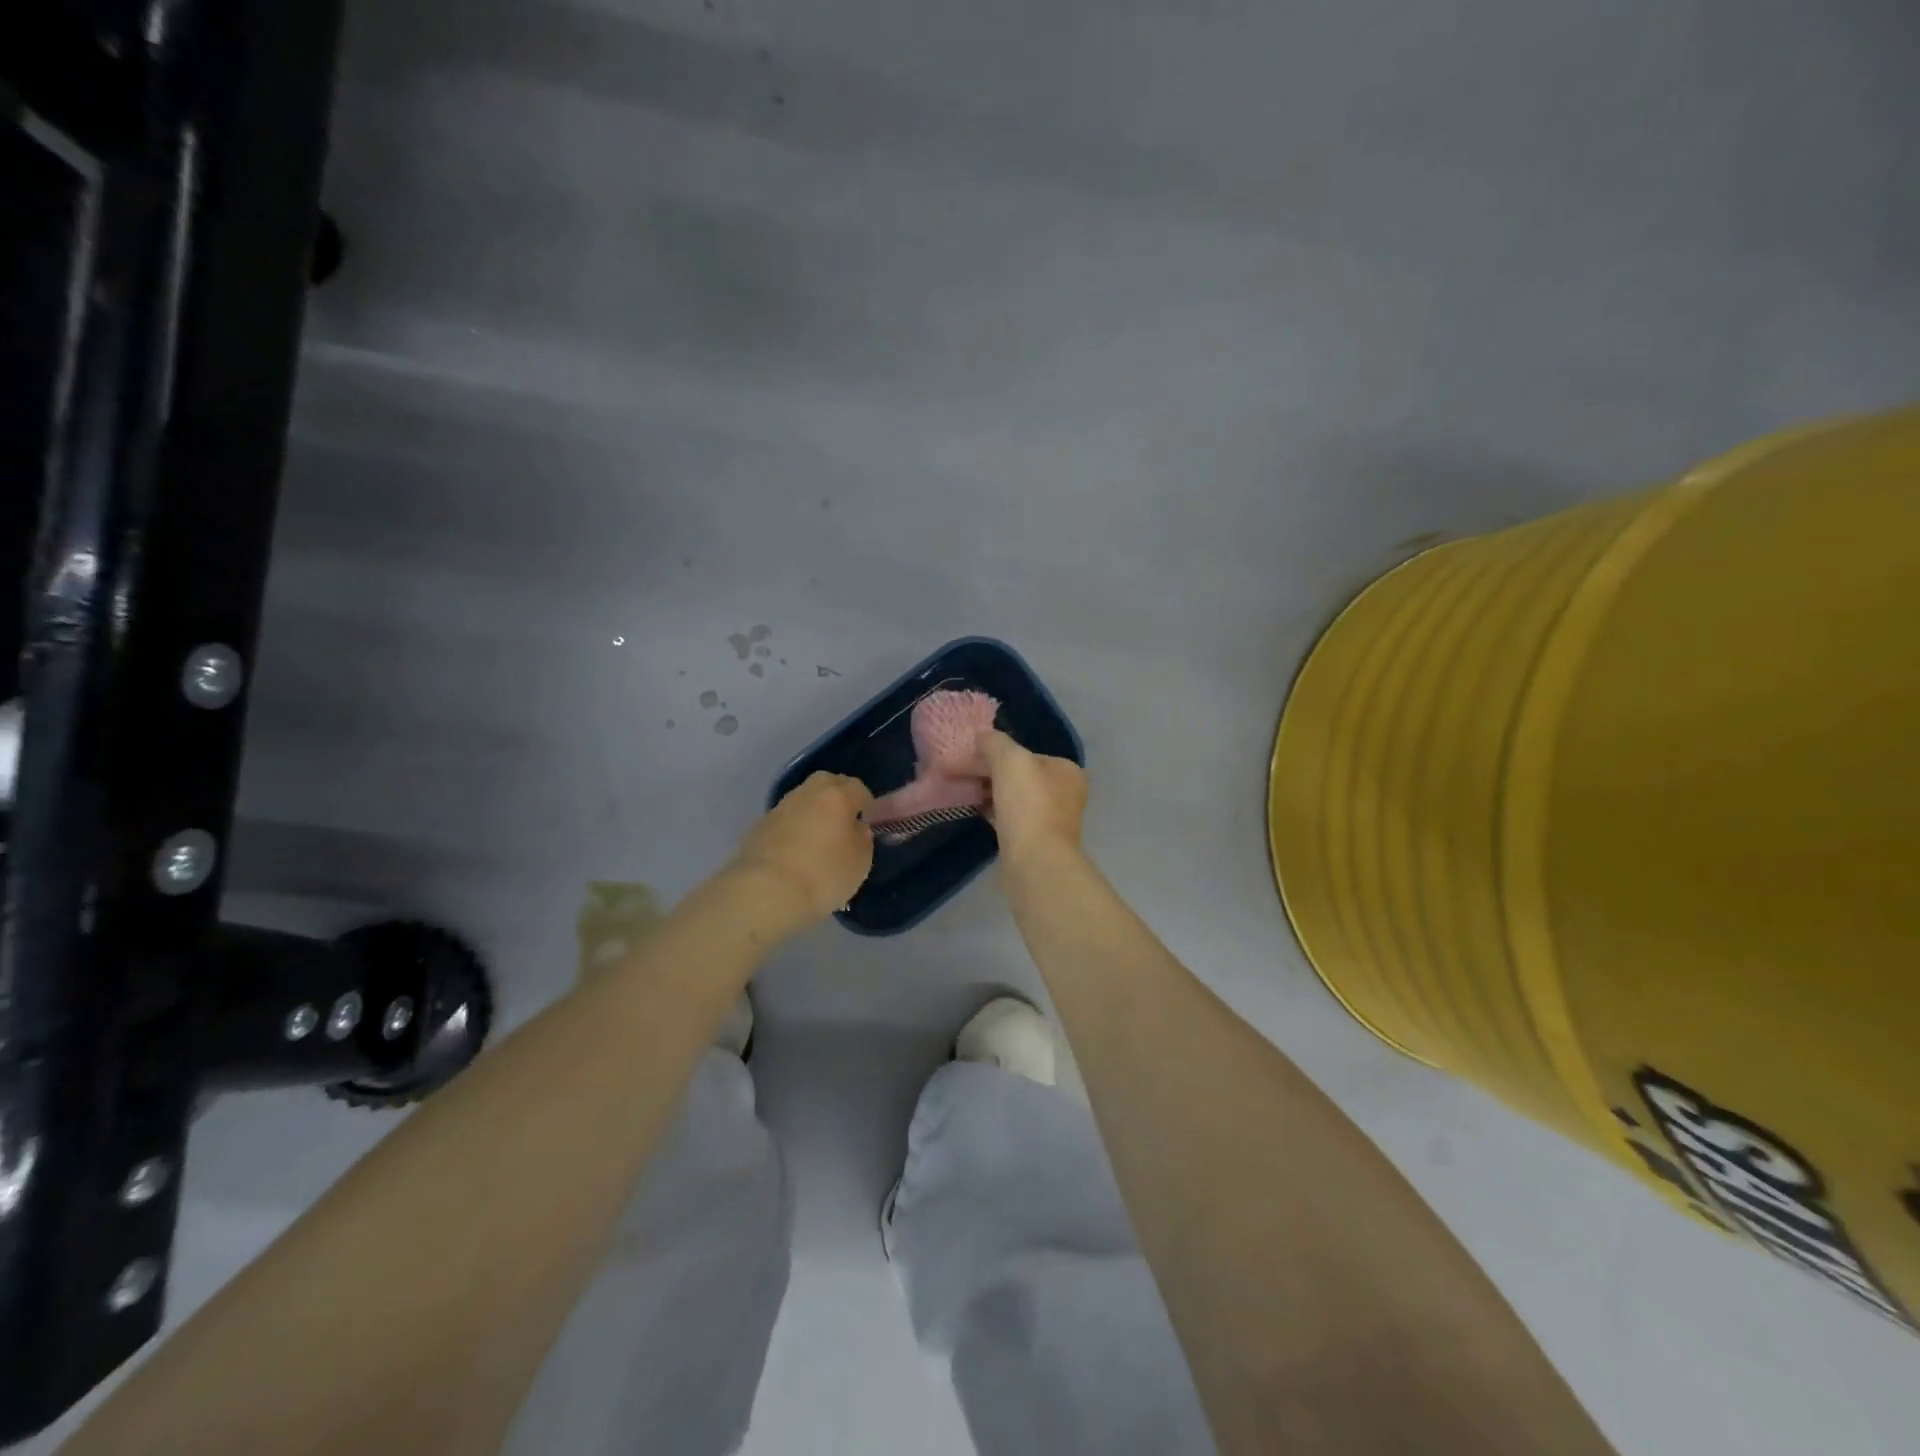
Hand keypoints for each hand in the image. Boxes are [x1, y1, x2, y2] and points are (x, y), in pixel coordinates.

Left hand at [732, 772, 874, 930]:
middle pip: (827, 784)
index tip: (868, 824)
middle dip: (837, 799)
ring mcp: (778, 809)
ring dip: (812, 815)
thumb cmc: (824, 874)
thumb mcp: (861, 861)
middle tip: (844, 825)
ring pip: (802, 802)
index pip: (858, 788)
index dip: (866, 805)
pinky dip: (792, 831)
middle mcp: (806, 793)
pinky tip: (794, 855)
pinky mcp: (757, 828)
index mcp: (836, 795)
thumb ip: (862, 838)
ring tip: (818, 843)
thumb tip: (855, 829)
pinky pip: (784, 823)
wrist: (765, 892)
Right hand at [979, 730, 1086, 862]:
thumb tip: (983, 737)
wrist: (1034, 861)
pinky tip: (977, 812)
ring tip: (967, 792)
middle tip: (966, 775)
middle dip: (994, 775)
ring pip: (1016, 800)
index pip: (1029, 754)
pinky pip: (1012, 821)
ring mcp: (1053, 822)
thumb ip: (995, 743)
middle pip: (1023, 777)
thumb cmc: (1028, 804)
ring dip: (993, 795)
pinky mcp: (1037, 844)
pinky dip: (996, 814)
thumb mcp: (1010, 760)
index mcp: (1067, 771)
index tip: (975, 757)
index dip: (1001, 753)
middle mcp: (1066, 795)